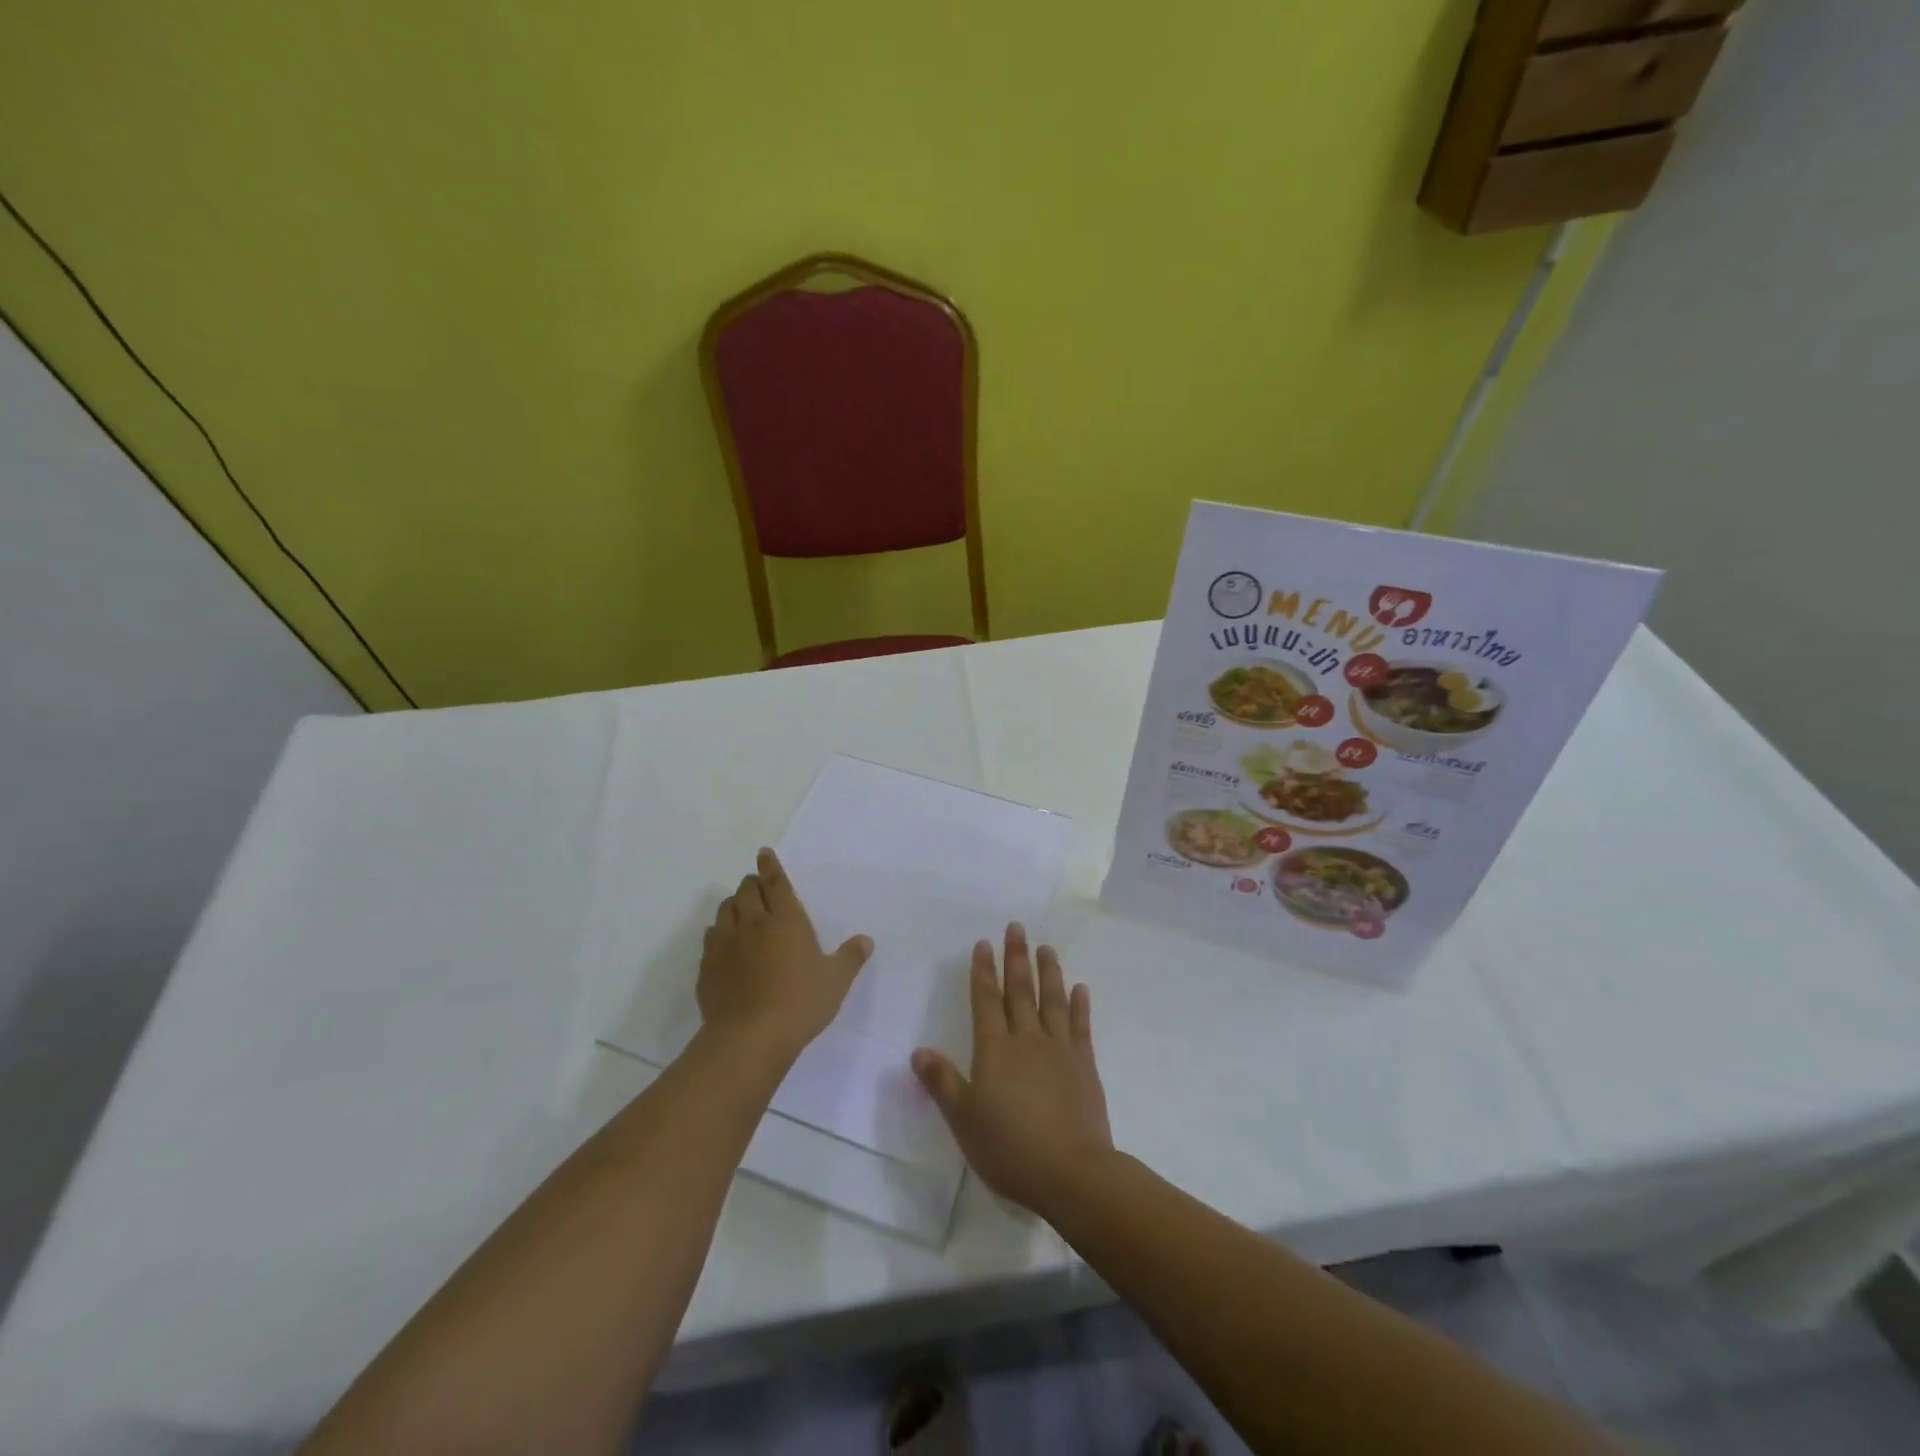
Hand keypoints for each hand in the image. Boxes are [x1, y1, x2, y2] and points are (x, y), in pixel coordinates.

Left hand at [698, 848, 873, 1062]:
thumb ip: (850, 958)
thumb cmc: (800, 1003)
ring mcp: (726, 945)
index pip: (776, 884)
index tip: (764, 853)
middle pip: (746, 892)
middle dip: (751, 883)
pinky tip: (723, 942)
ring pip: (725, 911)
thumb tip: (866, 940)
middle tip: (756, 883)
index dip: (770, 866)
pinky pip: (711, 938)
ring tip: (739, 908)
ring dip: (733, 904)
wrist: (749, 1037)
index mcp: (786, 920)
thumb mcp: (836, 981)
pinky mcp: (708, 967)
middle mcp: (753, 924)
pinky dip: (718, 932)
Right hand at [911, 923, 1113, 1220]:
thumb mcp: (964, 1120)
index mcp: (995, 1050)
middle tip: (1017, 928)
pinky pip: (1080, 1026)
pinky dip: (1079, 1005)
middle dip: (1016, 958)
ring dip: (1048, 972)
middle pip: (1019, 991)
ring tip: (1046, 947)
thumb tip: (918, 1051)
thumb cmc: (1009, 1148)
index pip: (986, 1001)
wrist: (1071, 1172)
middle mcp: (1027, 1040)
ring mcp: (1059, 1050)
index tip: (984, 944)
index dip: (983, 972)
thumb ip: (942, 1082)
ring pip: (1052, 1000)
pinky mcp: (1084, 1065)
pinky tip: (1080, 988)